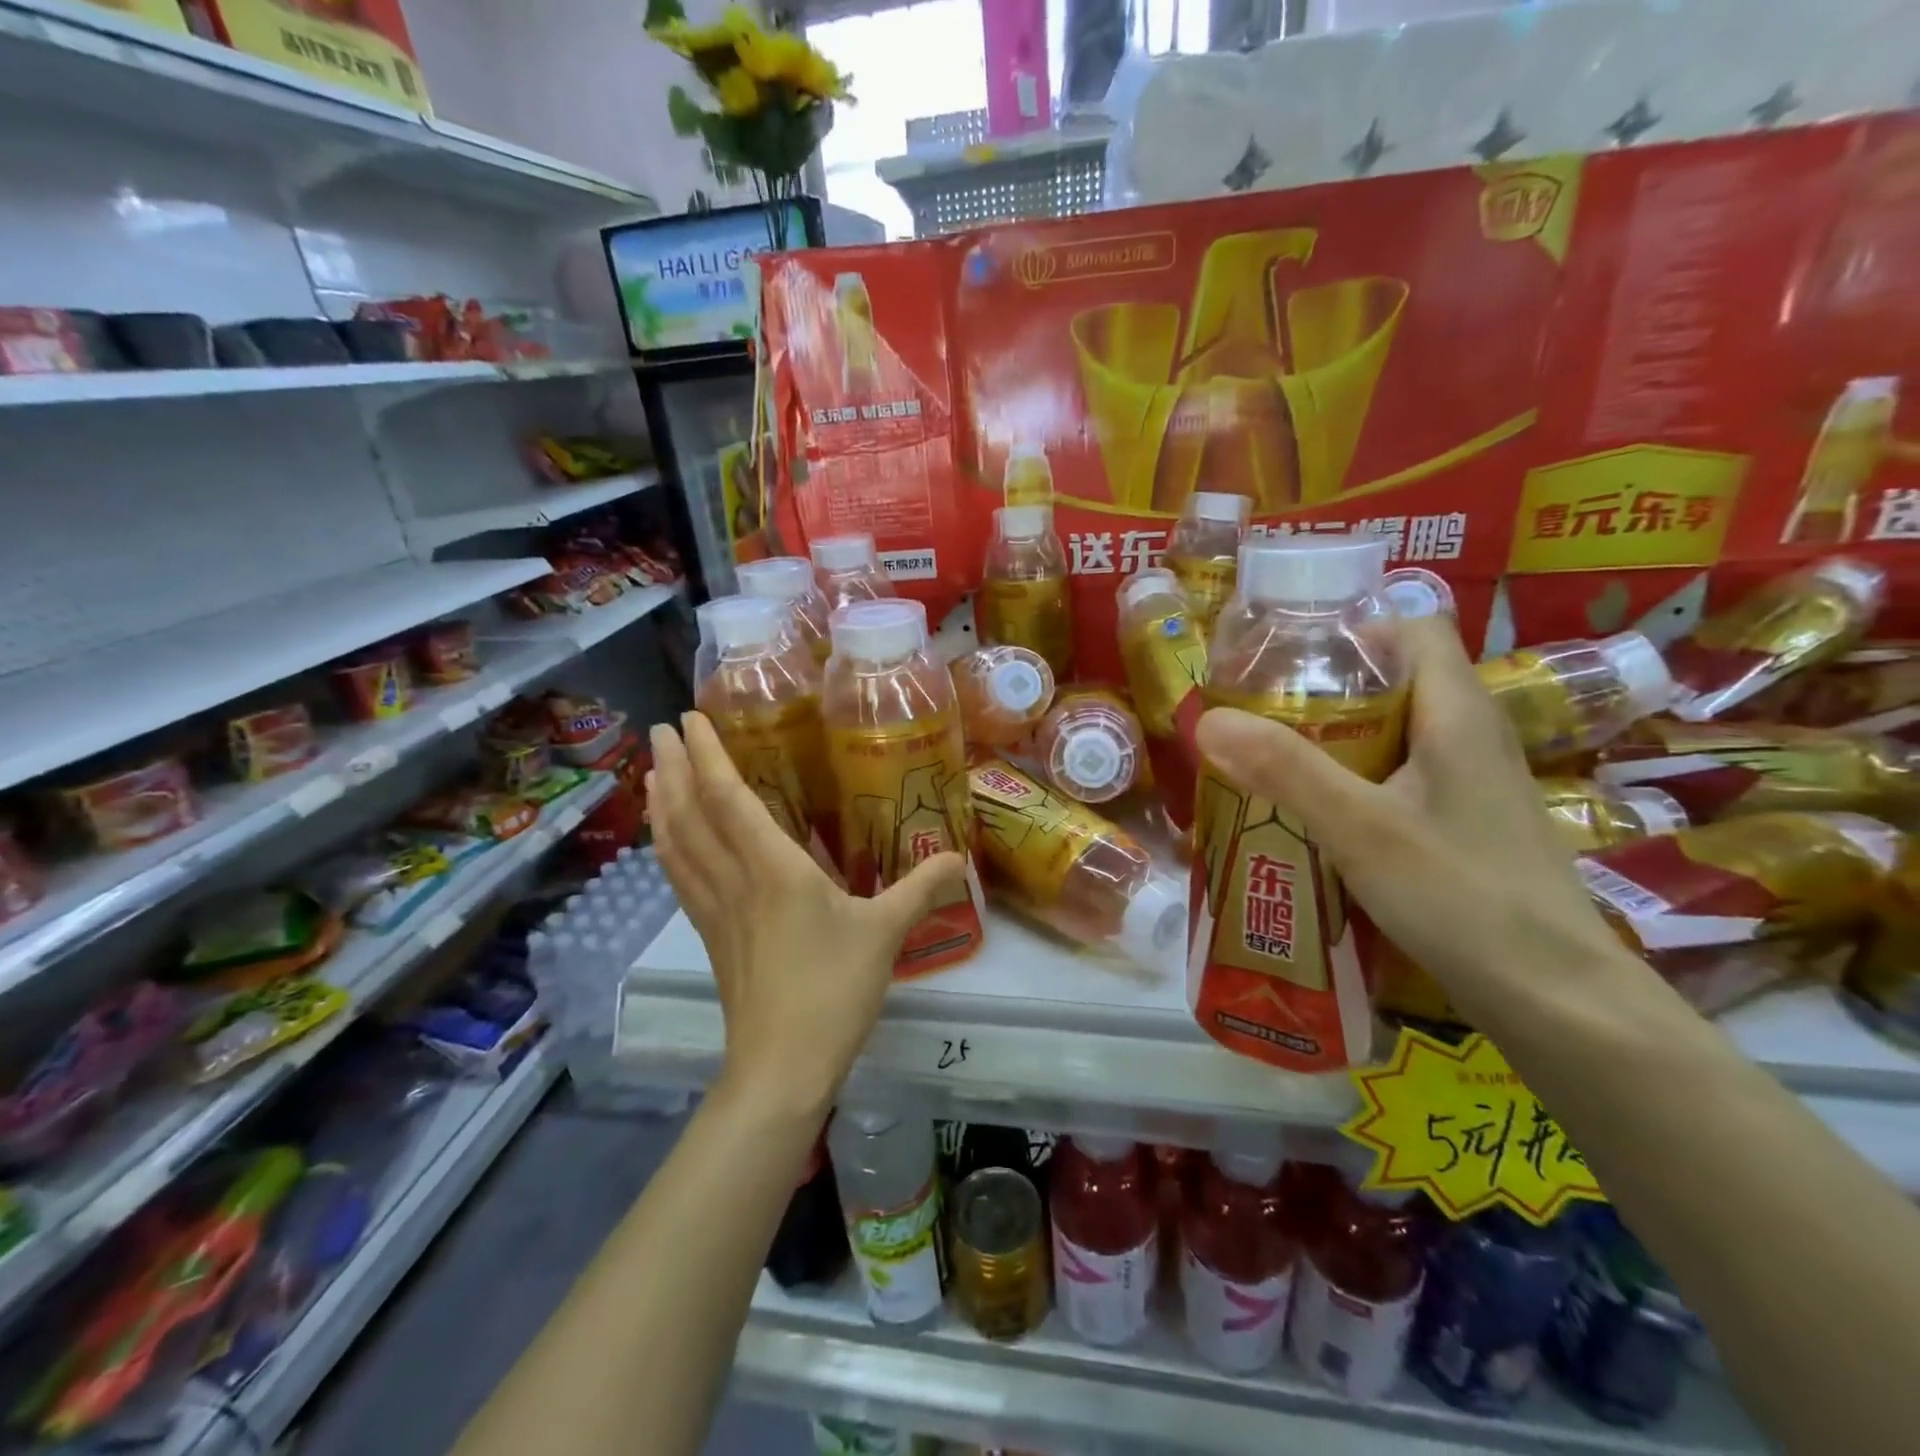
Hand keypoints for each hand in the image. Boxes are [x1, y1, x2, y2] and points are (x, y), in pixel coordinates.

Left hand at [646, 713, 966, 1117]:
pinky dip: (668, 847)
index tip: (687, 720)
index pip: (729, 799)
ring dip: (662, 804)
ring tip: (653, 774)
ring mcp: (715, 910)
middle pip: (690, 814)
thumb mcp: (886, 933)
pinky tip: (667, 841)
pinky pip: (680, 877)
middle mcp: (735, 880)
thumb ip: (921, 888)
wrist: (783, 1066)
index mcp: (774, 869)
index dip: (707, 756)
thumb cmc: (834, 990)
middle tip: (659, 730)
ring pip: (676, 845)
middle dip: (673, 768)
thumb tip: (960, 857)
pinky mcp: (710, 935)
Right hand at [1193, 615, 1644, 1026]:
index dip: (1350, 628)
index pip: (1411, 627)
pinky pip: (1397, 776)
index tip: (1284, 657)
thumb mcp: (1361, 828)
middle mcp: (1471, 735)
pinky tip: (1313, 813)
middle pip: (1393, 679)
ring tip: (1268, 759)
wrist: (1556, 999)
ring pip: (1392, 732)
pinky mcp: (1462, 823)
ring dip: (1331, 739)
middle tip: (1257, 713)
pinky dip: (1351, 780)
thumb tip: (1207, 719)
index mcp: (1458, 712)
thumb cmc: (1464, 897)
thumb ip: (1285, 769)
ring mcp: (1470, 783)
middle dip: (1321, 689)